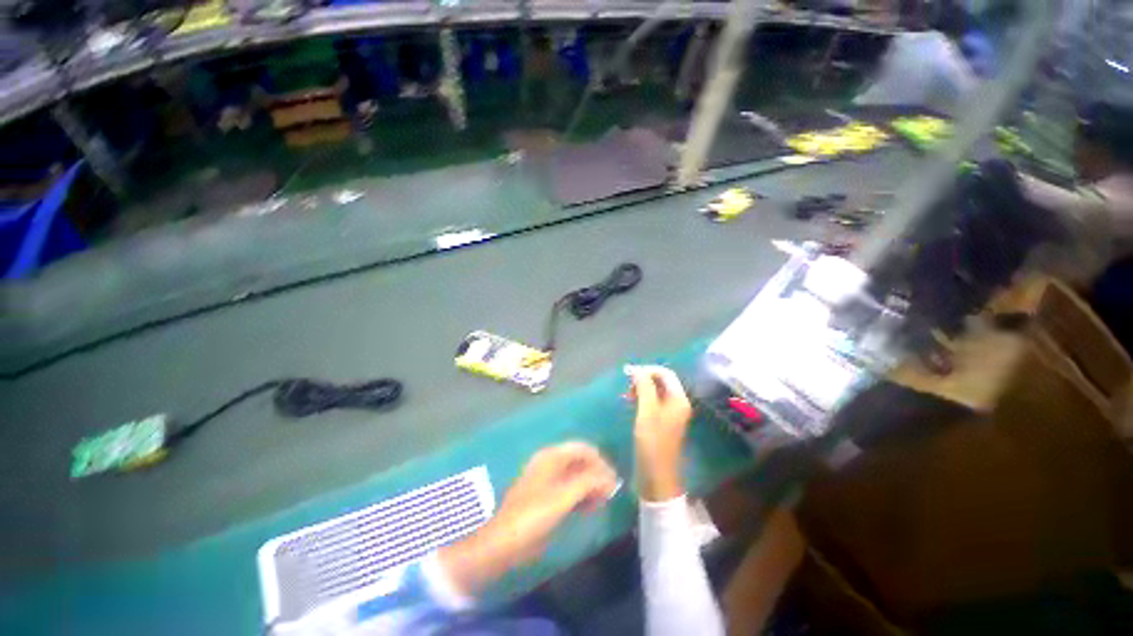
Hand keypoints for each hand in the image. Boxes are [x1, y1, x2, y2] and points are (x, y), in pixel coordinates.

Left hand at [439, 442, 617, 595]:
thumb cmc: (533, 515)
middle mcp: (549, 462)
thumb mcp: (564, 497)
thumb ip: (589, 482)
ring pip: (575, 474)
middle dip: (596, 474)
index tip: (614, 481)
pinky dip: (581, 494)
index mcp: (552, 456)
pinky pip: (569, 487)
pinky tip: (588, 508)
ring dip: (590, 485)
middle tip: (610, 494)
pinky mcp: (545, 494)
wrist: (503, 541)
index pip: (583, 449)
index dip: (600, 462)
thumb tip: (610, 478)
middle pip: (580, 460)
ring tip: (601, 502)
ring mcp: (546, 478)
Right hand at [627, 365, 692, 501]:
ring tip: (626, 395)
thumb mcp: (647, 412)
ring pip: (656, 391)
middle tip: (627, 386)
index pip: (665, 373)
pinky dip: (641, 398)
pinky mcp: (662, 421)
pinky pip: (653, 402)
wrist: (656, 475)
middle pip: (661, 381)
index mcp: (679, 399)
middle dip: (644, 379)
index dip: (647, 370)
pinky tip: (630, 402)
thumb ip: (644, 388)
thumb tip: (638, 370)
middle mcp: (677, 403)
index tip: (628, 374)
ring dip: (641, 388)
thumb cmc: (652, 442)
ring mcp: (671, 413)